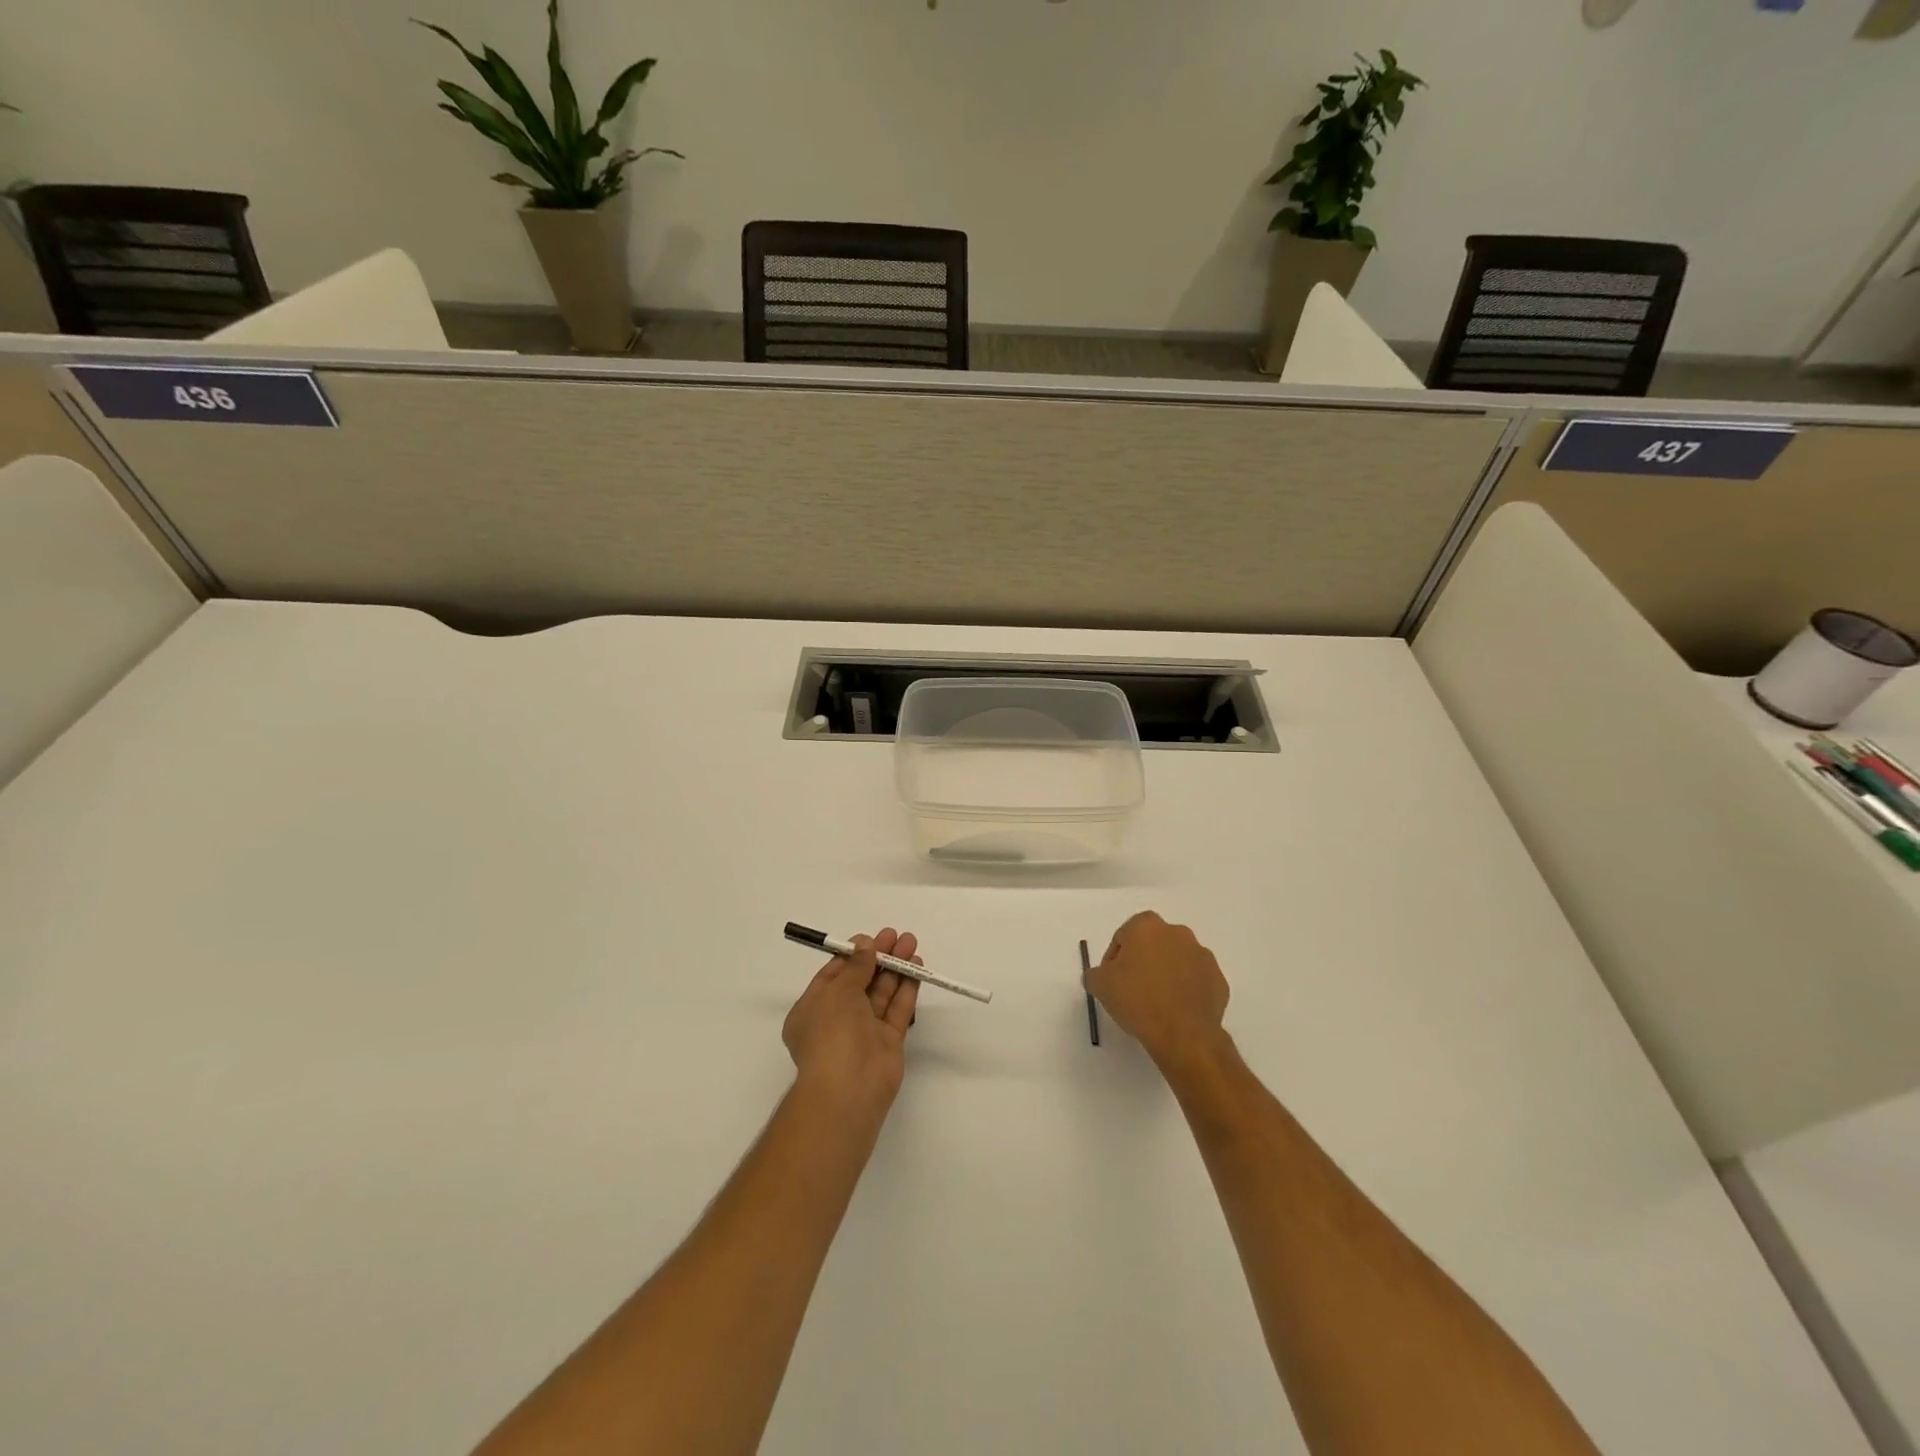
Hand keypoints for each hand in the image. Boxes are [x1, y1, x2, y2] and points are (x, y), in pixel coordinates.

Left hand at [782, 928, 921, 1116]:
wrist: (849, 1089)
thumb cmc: (832, 1033)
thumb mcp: (838, 991)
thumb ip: (856, 966)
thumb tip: (866, 945)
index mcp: (812, 1009)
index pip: (833, 976)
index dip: (853, 955)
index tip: (871, 938)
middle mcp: (837, 1019)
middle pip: (860, 981)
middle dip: (878, 957)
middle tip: (897, 936)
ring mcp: (863, 1032)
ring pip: (881, 993)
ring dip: (895, 968)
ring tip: (911, 944)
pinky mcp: (887, 1042)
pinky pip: (897, 1010)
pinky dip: (906, 989)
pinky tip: (917, 969)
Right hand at [1085, 912, 1229, 1072]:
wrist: (1184, 1034)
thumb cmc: (1137, 1000)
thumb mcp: (1100, 985)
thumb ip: (1095, 973)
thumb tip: (1101, 975)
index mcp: (1147, 926)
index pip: (1124, 936)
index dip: (1115, 959)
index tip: (1113, 981)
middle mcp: (1177, 932)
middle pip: (1152, 944)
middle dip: (1143, 962)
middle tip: (1133, 990)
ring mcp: (1202, 955)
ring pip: (1177, 961)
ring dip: (1166, 975)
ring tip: (1156, 1003)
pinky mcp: (1219, 980)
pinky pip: (1196, 981)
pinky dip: (1186, 990)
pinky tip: (1176, 1011)